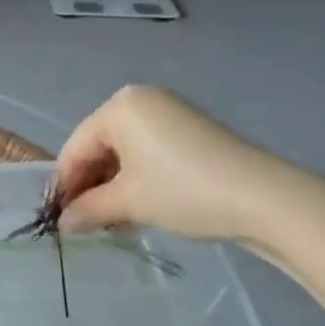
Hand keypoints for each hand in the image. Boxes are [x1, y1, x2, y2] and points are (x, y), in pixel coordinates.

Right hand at [55, 85, 321, 250]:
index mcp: (119, 107)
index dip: (65, 186)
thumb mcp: (129, 203)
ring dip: (113, 188)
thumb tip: (63, 224)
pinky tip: (139, 210)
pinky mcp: (191, 132)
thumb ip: (88, 210)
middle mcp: (141, 101)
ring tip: (112, 223)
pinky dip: (138, 181)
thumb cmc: (183, 192)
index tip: (59, 220)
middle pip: (99, 147)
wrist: (265, 199)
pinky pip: (149, 154)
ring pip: (125, 154)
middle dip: (90, 187)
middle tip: (85, 224)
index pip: (76, 148)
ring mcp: (169, 114)